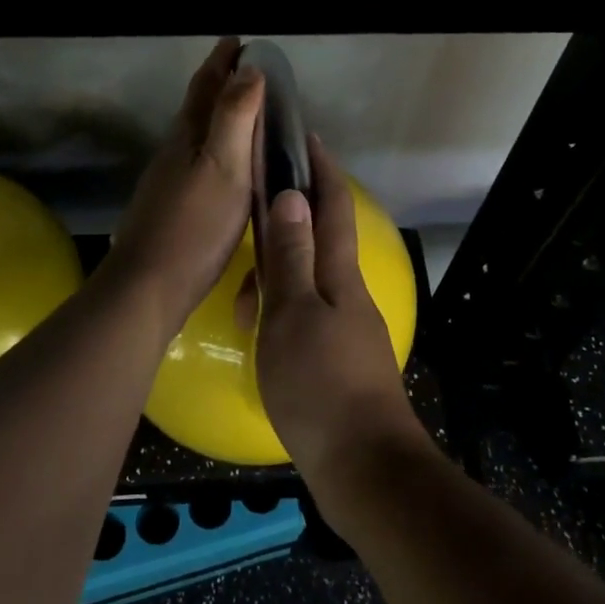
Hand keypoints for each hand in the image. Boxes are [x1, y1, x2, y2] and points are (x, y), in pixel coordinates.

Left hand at [105, 38, 264, 339]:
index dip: (222, 61)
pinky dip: (216, 150)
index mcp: (188, 137)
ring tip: (244, 114)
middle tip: (246, 70)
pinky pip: (198, 163)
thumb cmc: (194, 225)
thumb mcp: (224, 167)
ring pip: (196, 136)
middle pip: (197, 108)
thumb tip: (249, 70)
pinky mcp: (172, 208)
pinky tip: (225, 168)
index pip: (206, 87)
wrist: (149, 285)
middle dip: (220, 84)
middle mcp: (174, 152)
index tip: (239, 40)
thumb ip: (235, 118)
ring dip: (217, 117)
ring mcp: (169, 181)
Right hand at [254, 137, 422, 480]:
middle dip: (292, 216)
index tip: (306, 136)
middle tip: (253, 211)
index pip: (332, 207)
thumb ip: (291, 257)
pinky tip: (259, 332)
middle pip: (320, 240)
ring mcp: (346, 327)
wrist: (364, 466)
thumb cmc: (321, 385)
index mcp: (339, 275)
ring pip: (307, 282)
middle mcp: (347, 293)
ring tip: (241, 300)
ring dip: (276, 276)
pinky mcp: (339, 359)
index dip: (321, 170)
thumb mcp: (293, 315)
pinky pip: (305, 316)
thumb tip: (293, 194)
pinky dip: (280, 312)